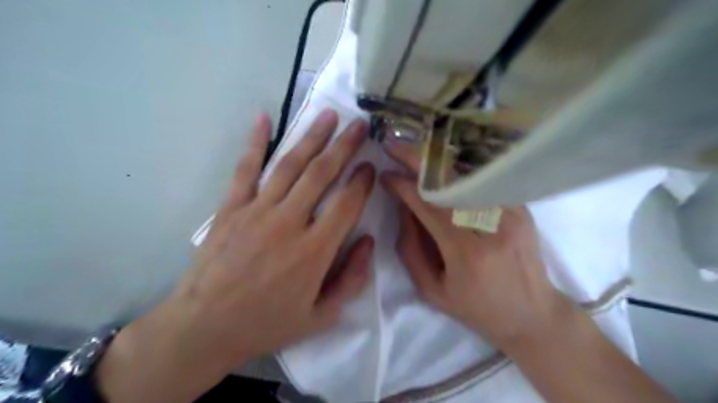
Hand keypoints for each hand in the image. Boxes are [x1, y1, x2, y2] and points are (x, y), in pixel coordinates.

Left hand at [100, 111, 376, 402]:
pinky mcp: (231, 208)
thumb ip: (351, 279)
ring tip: (328, 115)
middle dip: (344, 146)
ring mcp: (257, 211)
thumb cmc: (267, 323)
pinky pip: (245, 169)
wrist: (204, 328)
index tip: (370, 166)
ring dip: (311, 137)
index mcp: (315, 250)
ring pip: (290, 165)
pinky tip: (263, 117)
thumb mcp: (321, 316)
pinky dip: (254, 142)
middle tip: (359, 124)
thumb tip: (368, 242)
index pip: (347, 203)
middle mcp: (289, 222)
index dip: (362, 181)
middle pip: (322, 174)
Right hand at [382, 139, 576, 352]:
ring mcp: (511, 213)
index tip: (385, 175)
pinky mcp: (521, 208)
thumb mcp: (431, 289)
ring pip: (467, 175)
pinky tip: (440, 165)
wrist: (532, 314)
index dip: (404, 186)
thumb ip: (410, 248)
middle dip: (417, 160)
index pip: (429, 206)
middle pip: (449, 182)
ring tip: (413, 152)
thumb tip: (403, 207)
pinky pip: (483, 182)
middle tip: (394, 146)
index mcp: (467, 253)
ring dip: (436, 160)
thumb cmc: (476, 309)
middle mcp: (493, 226)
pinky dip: (457, 171)